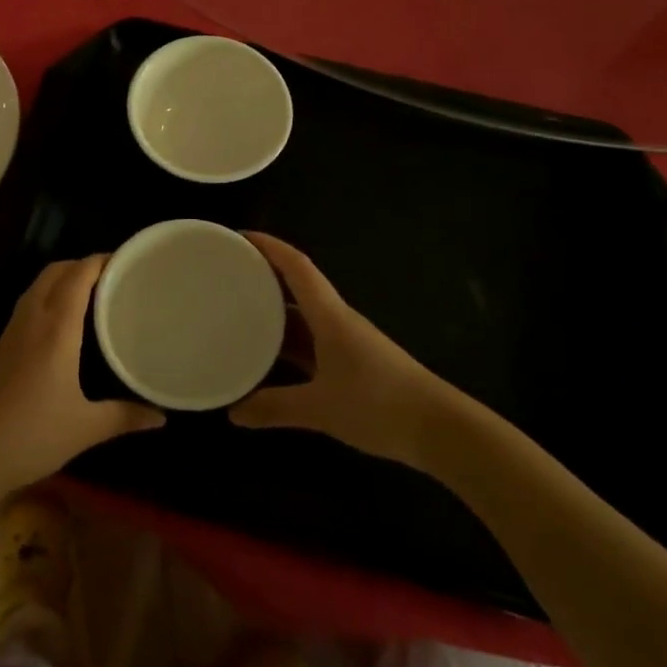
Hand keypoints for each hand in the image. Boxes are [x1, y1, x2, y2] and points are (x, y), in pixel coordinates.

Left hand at [0, 256, 163, 498]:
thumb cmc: (32, 437)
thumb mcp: (85, 429)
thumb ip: (125, 417)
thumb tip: (161, 416)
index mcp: (56, 329)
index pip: (78, 276)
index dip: (100, 261)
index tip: (125, 260)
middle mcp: (32, 319)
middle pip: (55, 271)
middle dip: (82, 264)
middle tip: (111, 277)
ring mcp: (11, 331)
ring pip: (37, 286)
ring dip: (62, 278)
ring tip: (90, 293)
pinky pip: (27, 304)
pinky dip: (47, 297)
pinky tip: (60, 323)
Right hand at [231, 233, 466, 463]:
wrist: (440, 430)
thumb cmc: (379, 404)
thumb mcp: (321, 408)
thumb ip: (275, 407)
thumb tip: (233, 412)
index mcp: (329, 314)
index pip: (296, 265)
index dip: (268, 246)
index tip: (238, 236)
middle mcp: (337, 319)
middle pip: (297, 285)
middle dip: (264, 274)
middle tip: (227, 273)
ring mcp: (346, 341)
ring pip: (304, 316)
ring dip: (275, 310)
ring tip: (238, 311)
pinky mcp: (353, 363)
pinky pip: (312, 342)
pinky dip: (288, 342)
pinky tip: (270, 356)